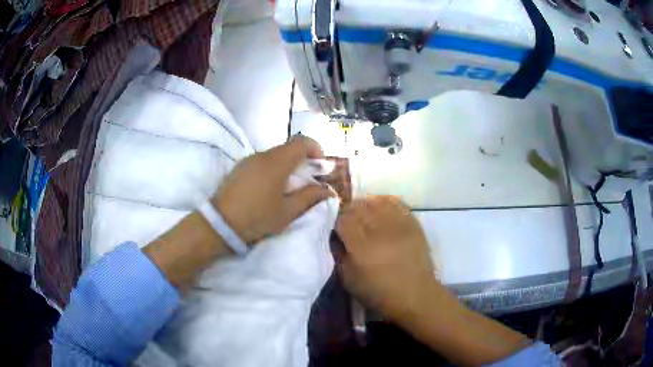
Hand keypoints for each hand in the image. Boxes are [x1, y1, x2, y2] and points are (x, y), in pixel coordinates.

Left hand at [213, 136, 333, 243]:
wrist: (220, 223)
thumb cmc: (257, 217)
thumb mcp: (288, 211)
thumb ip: (309, 197)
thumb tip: (328, 190)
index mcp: (277, 162)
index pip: (302, 141)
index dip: (316, 150)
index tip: (320, 168)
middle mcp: (263, 155)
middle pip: (289, 148)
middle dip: (303, 161)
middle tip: (308, 182)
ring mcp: (249, 160)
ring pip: (275, 155)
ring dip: (288, 166)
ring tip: (288, 188)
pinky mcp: (240, 167)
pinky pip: (262, 162)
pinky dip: (273, 169)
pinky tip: (270, 189)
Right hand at [335, 196, 436, 320]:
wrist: (416, 295)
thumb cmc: (379, 293)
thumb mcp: (349, 281)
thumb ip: (339, 255)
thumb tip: (335, 236)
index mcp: (362, 248)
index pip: (343, 219)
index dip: (336, 220)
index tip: (336, 227)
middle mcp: (380, 231)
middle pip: (358, 206)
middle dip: (349, 211)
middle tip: (348, 221)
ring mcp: (399, 225)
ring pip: (376, 201)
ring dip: (366, 205)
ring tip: (364, 214)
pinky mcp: (413, 223)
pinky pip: (396, 202)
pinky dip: (384, 203)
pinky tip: (380, 211)